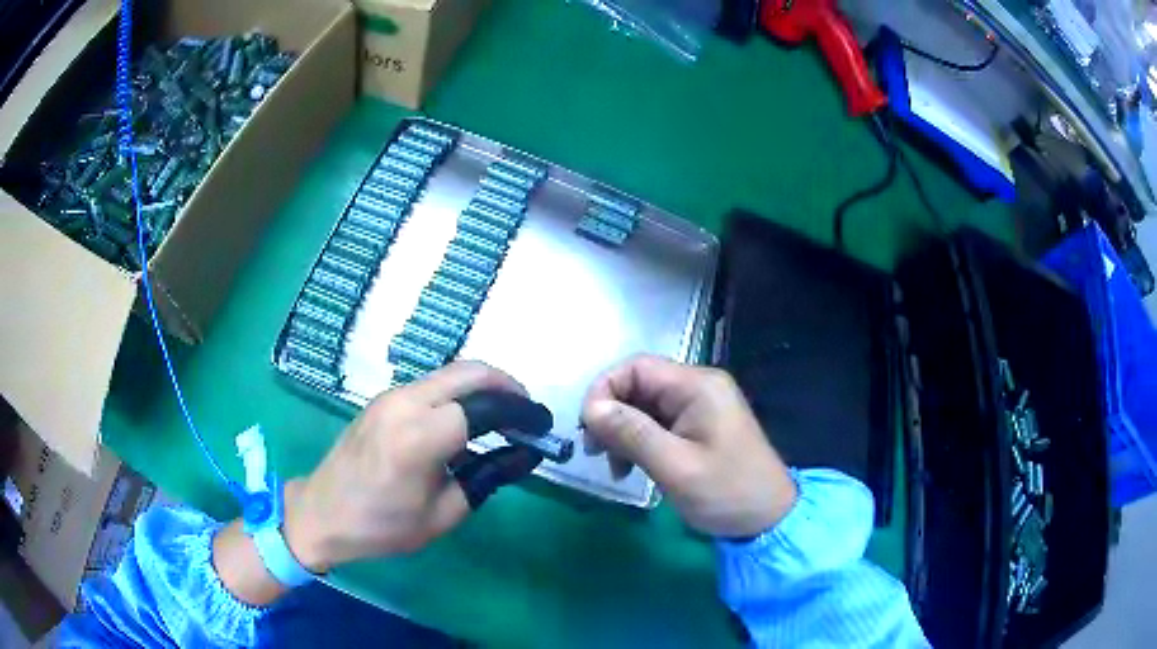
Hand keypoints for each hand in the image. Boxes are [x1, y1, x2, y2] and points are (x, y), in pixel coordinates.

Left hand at [283, 361, 529, 571]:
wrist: (322, 513)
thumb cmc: (383, 526)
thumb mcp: (444, 513)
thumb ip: (489, 477)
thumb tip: (527, 454)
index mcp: (420, 436)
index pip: (486, 406)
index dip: (519, 413)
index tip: (542, 427)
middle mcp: (405, 402)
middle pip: (469, 372)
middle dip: (506, 385)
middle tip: (527, 412)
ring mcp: (391, 396)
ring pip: (450, 374)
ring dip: (482, 387)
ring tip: (504, 417)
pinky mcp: (383, 399)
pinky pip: (431, 384)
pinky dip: (459, 393)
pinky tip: (467, 420)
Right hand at [581, 355, 797, 538]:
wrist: (768, 519)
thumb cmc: (726, 492)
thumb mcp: (675, 466)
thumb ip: (632, 433)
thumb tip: (591, 408)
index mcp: (698, 386)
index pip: (636, 367)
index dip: (605, 390)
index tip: (588, 428)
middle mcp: (699, 387)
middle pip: (639, 386)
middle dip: (612, 416)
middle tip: (596, 453)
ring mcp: (700, 407)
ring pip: (645, 406)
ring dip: (623, 433)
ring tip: (616, 469)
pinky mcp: (699, 427)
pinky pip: (658, 424)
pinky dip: (639, 442)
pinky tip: (632, 469)